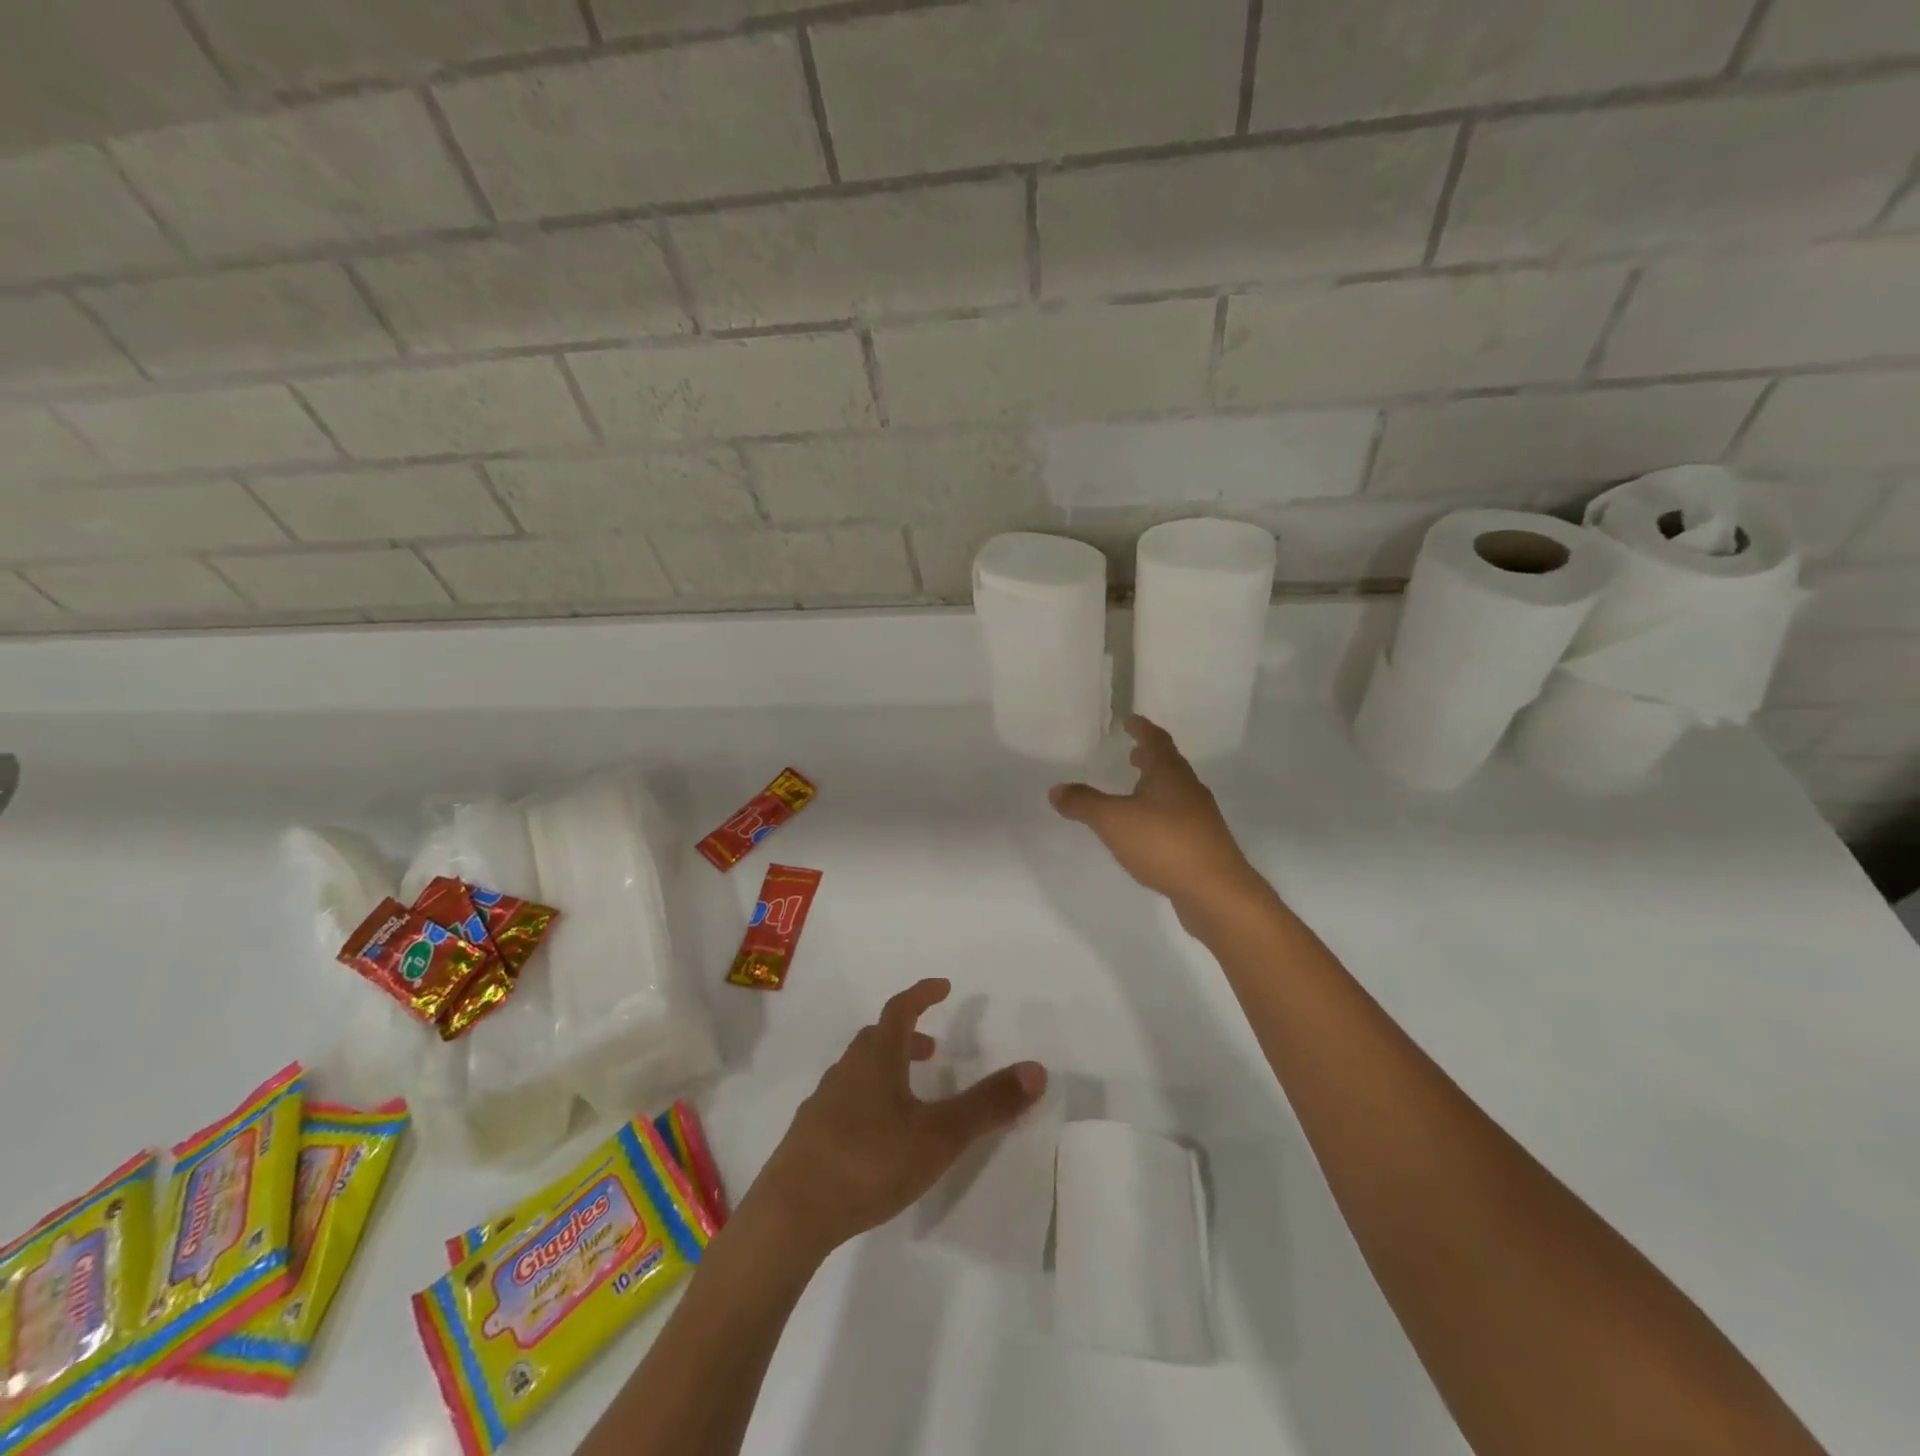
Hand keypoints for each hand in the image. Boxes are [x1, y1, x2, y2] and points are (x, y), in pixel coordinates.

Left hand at [750, 979, 1046, 1260]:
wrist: (791, 1214)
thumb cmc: (869, 1162)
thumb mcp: (939, 1136)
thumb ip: (988, 1105)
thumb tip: (1036, 1069)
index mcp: (877, 1058)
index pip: (900, 1009)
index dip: (922, 994)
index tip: (943, 986)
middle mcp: (847, 1070)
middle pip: (877, 1038)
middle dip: (907, 1035)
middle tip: (933, 1048)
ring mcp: (823, 1102)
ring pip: (859, 1070)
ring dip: (887, 1068)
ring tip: (910, 1093)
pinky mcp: (810, 1135)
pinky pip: (844, 1099)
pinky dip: (868, 1098)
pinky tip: (876, 1135)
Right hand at [1050, 714, 1264, 913]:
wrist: (1216, 891)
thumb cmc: (1164, 843)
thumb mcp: (1113, 820)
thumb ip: (1084, 803)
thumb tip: (1056, 789)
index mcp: (1169, 774)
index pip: (1156, 740)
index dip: (1142, 728)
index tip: (1131, 720)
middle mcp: (1188, 789)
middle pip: (1169, 765)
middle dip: (1150, 757)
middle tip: (1133, 752)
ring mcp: (1199, 818)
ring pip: (1174, 792)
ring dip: (1155, 785)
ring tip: (1136, 789)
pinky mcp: (1202, 844)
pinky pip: (1177, 818)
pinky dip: (1160, 813)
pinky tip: (1147, 830)